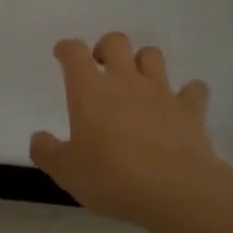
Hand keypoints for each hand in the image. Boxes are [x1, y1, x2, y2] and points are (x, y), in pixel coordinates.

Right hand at [30, 32, 232, 229]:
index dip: (67, 49)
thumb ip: (47, 152)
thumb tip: (39, 138)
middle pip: (116, 42)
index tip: (63, 55)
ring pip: (153, 55)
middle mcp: (125, 82)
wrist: (176, 191)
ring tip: (137, 82)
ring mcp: (161, 92)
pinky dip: (188, 92)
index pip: (74, 52)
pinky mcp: (190, 110)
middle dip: (105, 48)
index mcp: (90, 91)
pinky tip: (181, 105)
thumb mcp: (66, 172)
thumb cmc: (112, 178)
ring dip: (143, 62)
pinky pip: (194, 89)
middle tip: (101, 68)